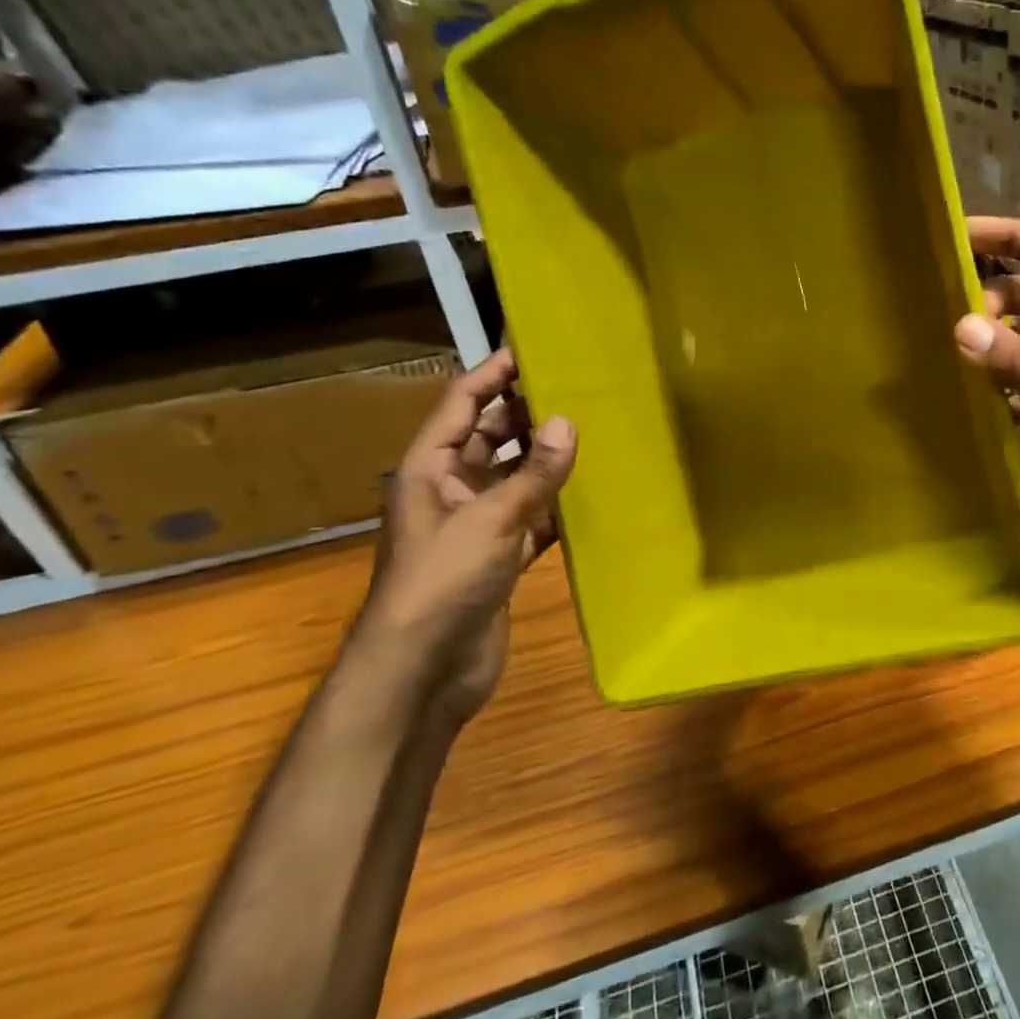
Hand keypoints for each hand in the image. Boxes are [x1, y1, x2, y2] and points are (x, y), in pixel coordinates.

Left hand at [348, 348, 576, 724]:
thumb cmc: (442, 583)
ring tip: (595, 431)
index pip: (462, 405)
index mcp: (430, 469)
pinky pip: (534, 516)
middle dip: (528, 413)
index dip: (493, 375)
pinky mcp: (501, 556)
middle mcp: (453, 489)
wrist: (423, 670)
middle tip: (580, 388)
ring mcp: (478, 524)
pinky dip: (558, 504)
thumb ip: (533, 473)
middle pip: (491, 437)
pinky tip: (593, 492)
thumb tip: (567, 422)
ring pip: (517, 477)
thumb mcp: (489, 520)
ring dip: (548, 459)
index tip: (533, 348)